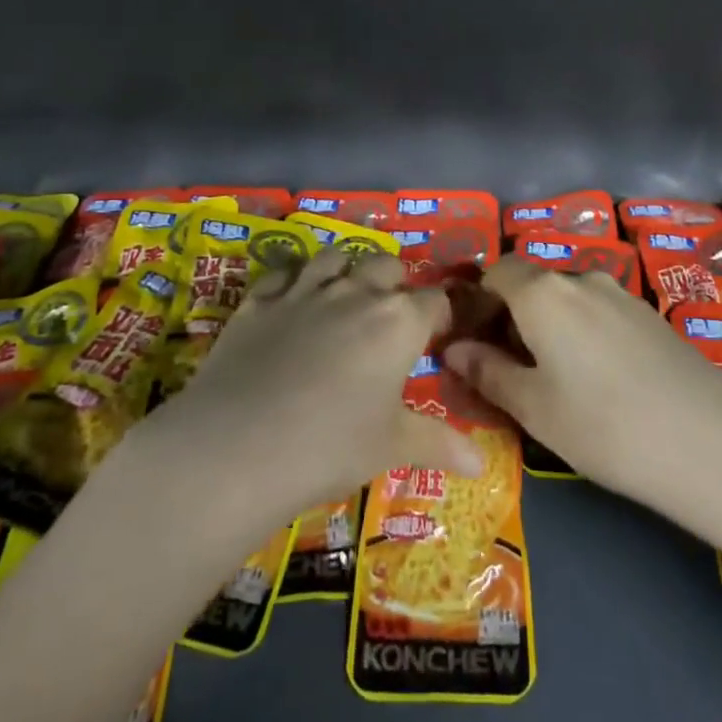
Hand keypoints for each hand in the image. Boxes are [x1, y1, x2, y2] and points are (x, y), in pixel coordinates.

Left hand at [133, 247, 483, 527]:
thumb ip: (439, 444)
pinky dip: (294, 278)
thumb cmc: (330, 447)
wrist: (239, 446)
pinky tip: (291, 298)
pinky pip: (284, 271)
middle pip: (387, 265)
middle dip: (395, 283)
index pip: (434, 301)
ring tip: (344, 295)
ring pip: (336, 256)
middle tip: (390, 317)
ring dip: (347, 269)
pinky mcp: (261, 298)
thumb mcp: (390, 447)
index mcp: (397, 321)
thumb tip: (483, 466)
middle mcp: (356, 292)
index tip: (437, 336)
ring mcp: (305, 289)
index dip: (440, 315)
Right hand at [443, 256, 721, 532]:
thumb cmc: (604, 427)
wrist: (710, 444)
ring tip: (556, 379)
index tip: (474, 340)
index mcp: (543, 292)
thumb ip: (487, 372)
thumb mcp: (534, 408)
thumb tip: (452, 349)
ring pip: (567, 299)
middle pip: (532, 284)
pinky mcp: (650, 314)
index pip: (497, 271)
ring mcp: (620, 293)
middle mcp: (580, 278)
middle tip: (510, 368)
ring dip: (550, 326)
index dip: (479, 300)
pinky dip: (583, 332)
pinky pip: (599, 311)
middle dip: (513, 316)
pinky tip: (600, 380)